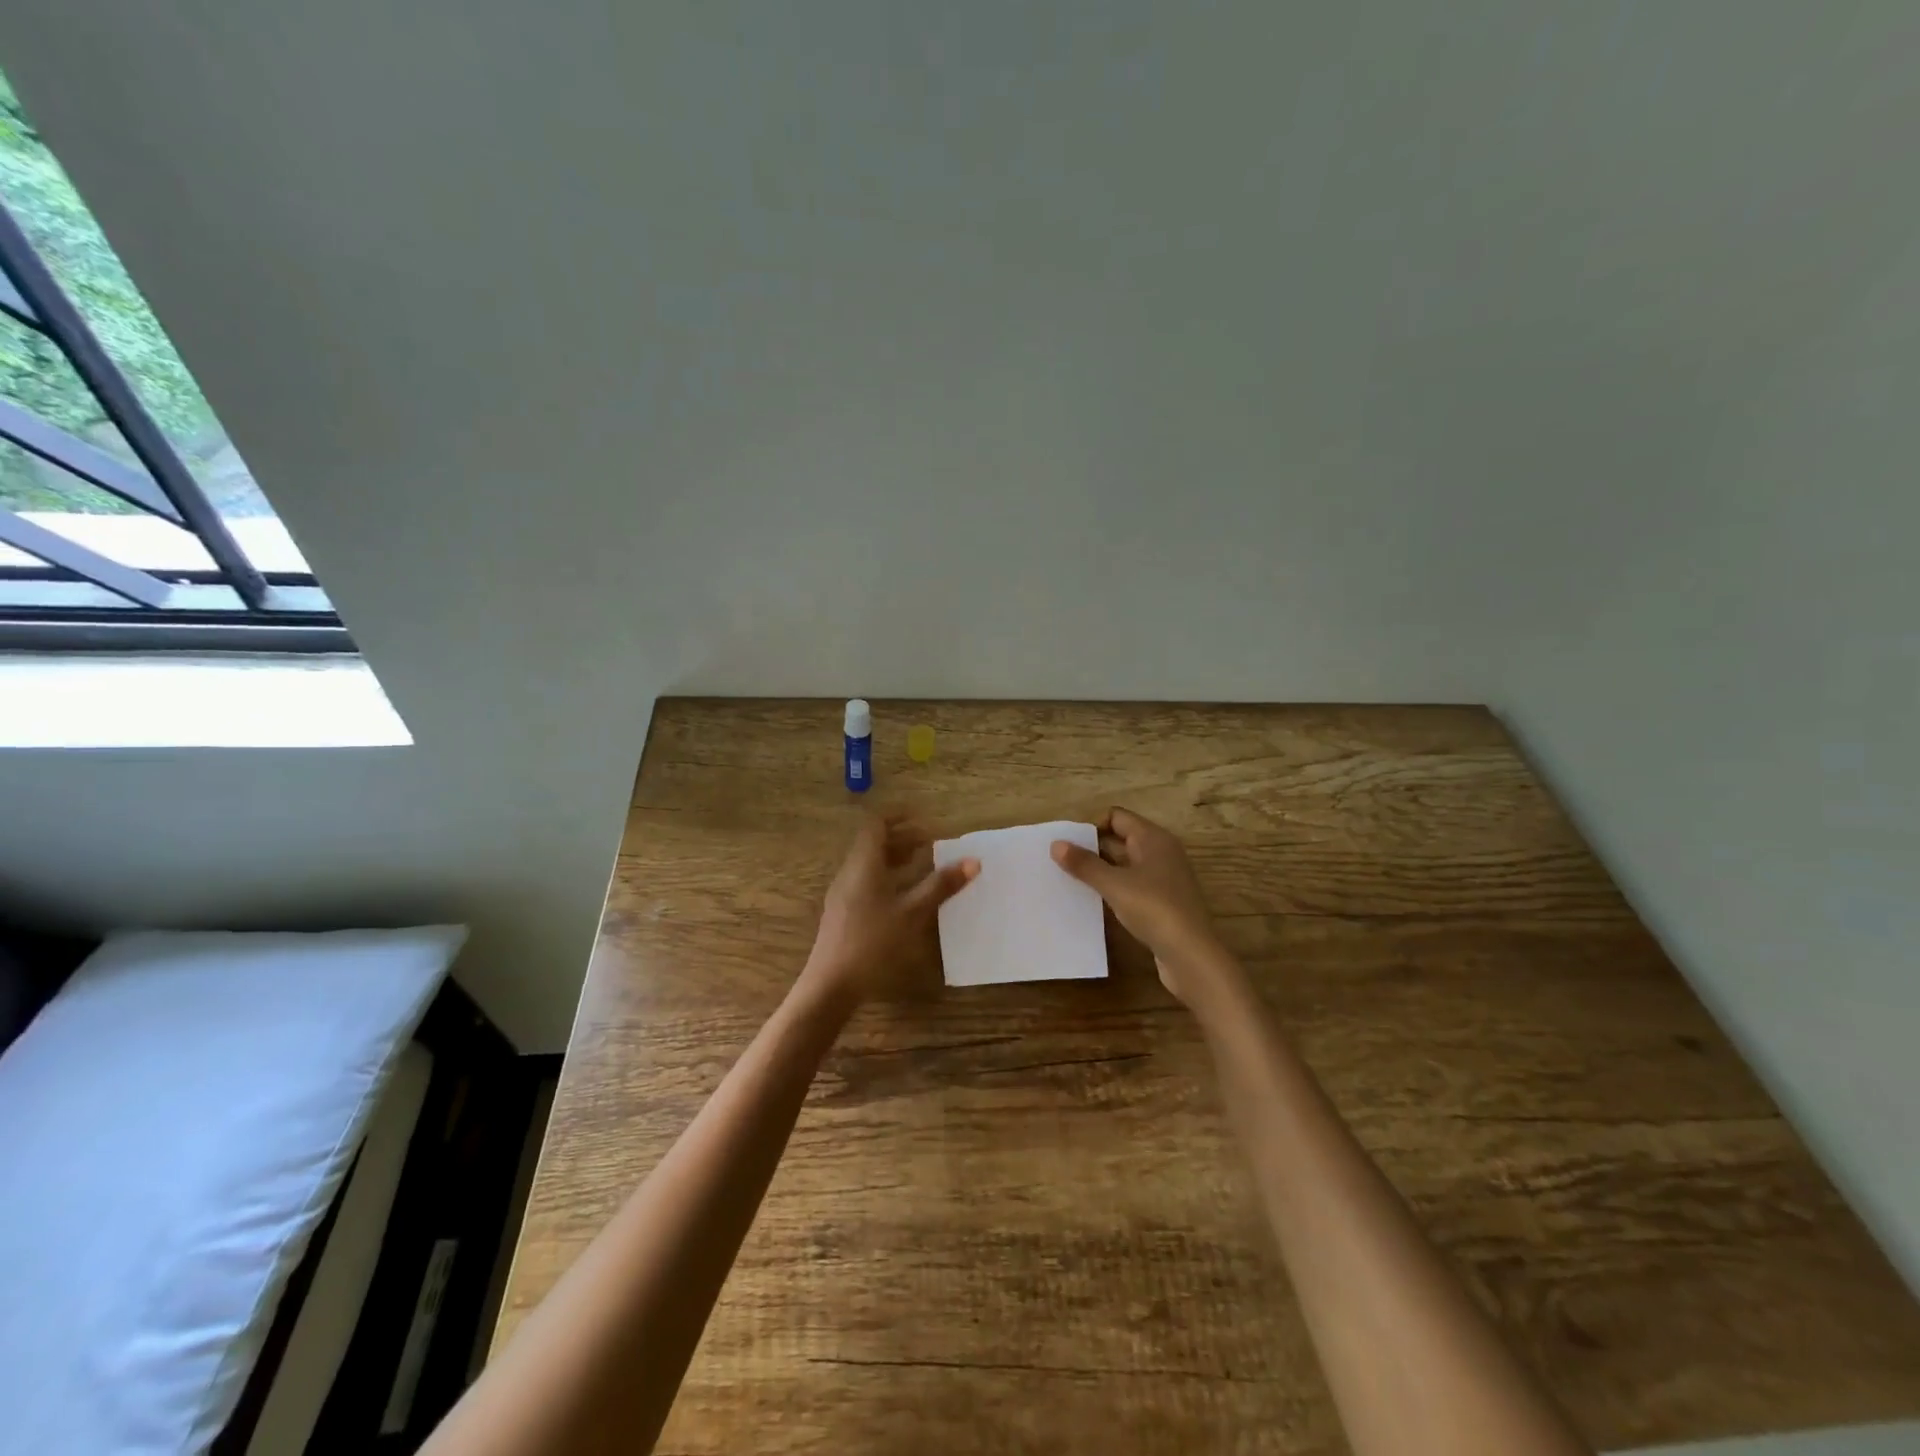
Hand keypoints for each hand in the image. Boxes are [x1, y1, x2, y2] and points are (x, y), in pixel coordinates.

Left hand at [802, 814, 978, 1006]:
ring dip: (895, 858)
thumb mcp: (912, 913)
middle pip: (873, 842)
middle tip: (931, 842)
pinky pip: (866, 880)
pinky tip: (905, 894)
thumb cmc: (873, 942)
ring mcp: (844, 893)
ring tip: (923, 864)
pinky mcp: (843, 912)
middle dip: (902, 837)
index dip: (899, 816)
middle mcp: (850, 872)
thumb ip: (941, 885)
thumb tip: (972, 861)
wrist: (831, 984)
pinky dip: (887, 876)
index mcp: (863, 864)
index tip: (924, 819)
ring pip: (869, 863)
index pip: (876, 824)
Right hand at [1051, 807, 1234, 1007]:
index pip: (1117, 817)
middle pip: (1121, 839)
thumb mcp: (1114, 884)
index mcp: (1153, 839)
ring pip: (1126, 864)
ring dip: (1102, 870)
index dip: (1092, 826)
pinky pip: (1133, 885)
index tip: (1069, 845)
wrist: (1192, 955)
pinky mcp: (1164, 902)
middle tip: (1062, 862)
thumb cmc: (1154, 909)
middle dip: (1093, 848)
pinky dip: (1115, 888)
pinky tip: (1096, 901)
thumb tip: (1056, 844)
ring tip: (1072, 881)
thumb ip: (1085, 864)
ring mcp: (1165, 878)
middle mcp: (1162, 852)